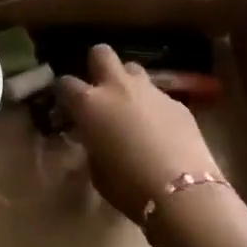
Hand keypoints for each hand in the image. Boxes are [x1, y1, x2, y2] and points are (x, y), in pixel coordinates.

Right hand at [56, 45, 220, 222]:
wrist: (183, 193)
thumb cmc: (129, 187)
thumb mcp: (97, 171)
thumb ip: (92, 145)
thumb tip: (95, 138)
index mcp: (90, 104)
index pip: (66, 83)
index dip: (64, 92)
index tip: (66, 104)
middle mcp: (117, 87)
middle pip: (101, 53)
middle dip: (97, 64)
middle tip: (99, 86)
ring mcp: (150, 91)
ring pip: (133, 69)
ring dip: (128, 82)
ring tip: (130, 105)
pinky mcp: (177, 102)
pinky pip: (158, 95)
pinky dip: (153, 106)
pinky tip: (160, 128)